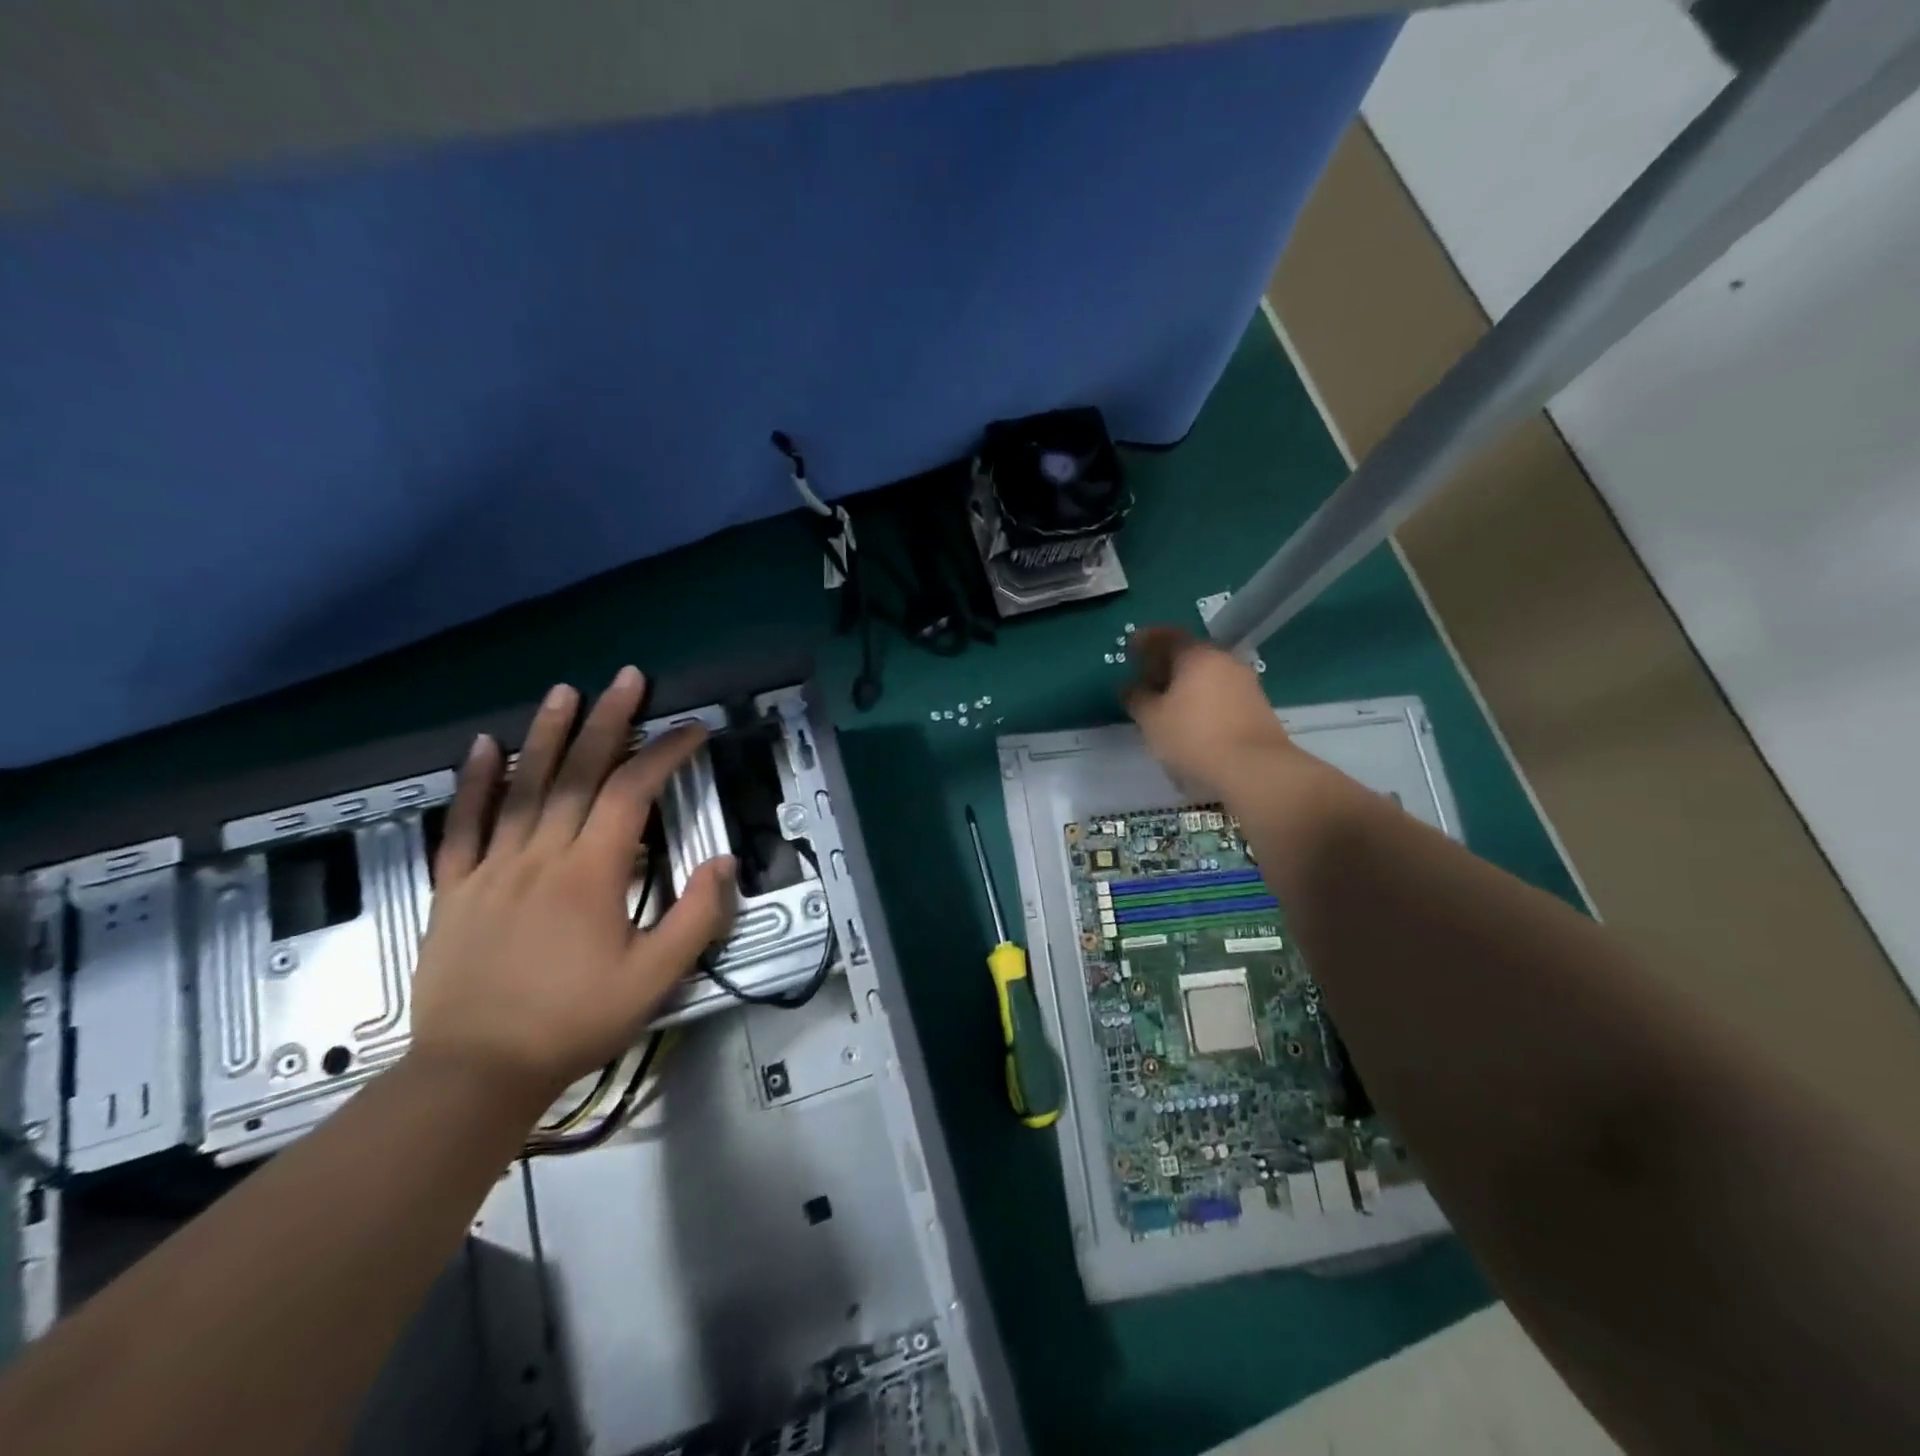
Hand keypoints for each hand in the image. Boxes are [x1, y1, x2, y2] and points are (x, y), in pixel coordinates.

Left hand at [409, 668, 735, 1113]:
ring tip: (564, 692)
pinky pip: (463, 826)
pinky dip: (473, 783)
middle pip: (578, 774)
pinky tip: (482, 746)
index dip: (665, 753)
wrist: (476, 1073)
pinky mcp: (455, 888)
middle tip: (626, 679)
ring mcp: (492, 868)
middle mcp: (541, 856)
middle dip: (608, 722)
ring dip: (546, 735)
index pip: (633, 793)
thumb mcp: (655, 980)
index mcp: (592, 874)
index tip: (693, 729)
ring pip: (522, 788)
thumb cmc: (574, 1022)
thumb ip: (695, 917)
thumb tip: (723, 861)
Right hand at [1122, 627, 1296, 801]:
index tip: (1131, 647)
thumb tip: (1129, 686)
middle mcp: (1224, 661)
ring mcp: (1245, 683)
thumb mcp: (1151, 720)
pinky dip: (1202, 698)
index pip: (1168, 636)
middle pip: (1190, 654)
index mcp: (1197, 656)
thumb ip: (1137, 698)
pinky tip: (1191, 718)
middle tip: (1146, 677)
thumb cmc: (1194, 737)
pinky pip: (1220, 692)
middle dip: (1166, 663)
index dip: (1146, 640)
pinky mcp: (1256, 707)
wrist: (1254, 769)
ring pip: (1207, 674)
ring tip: (1165, 702)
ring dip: (1185, 683)